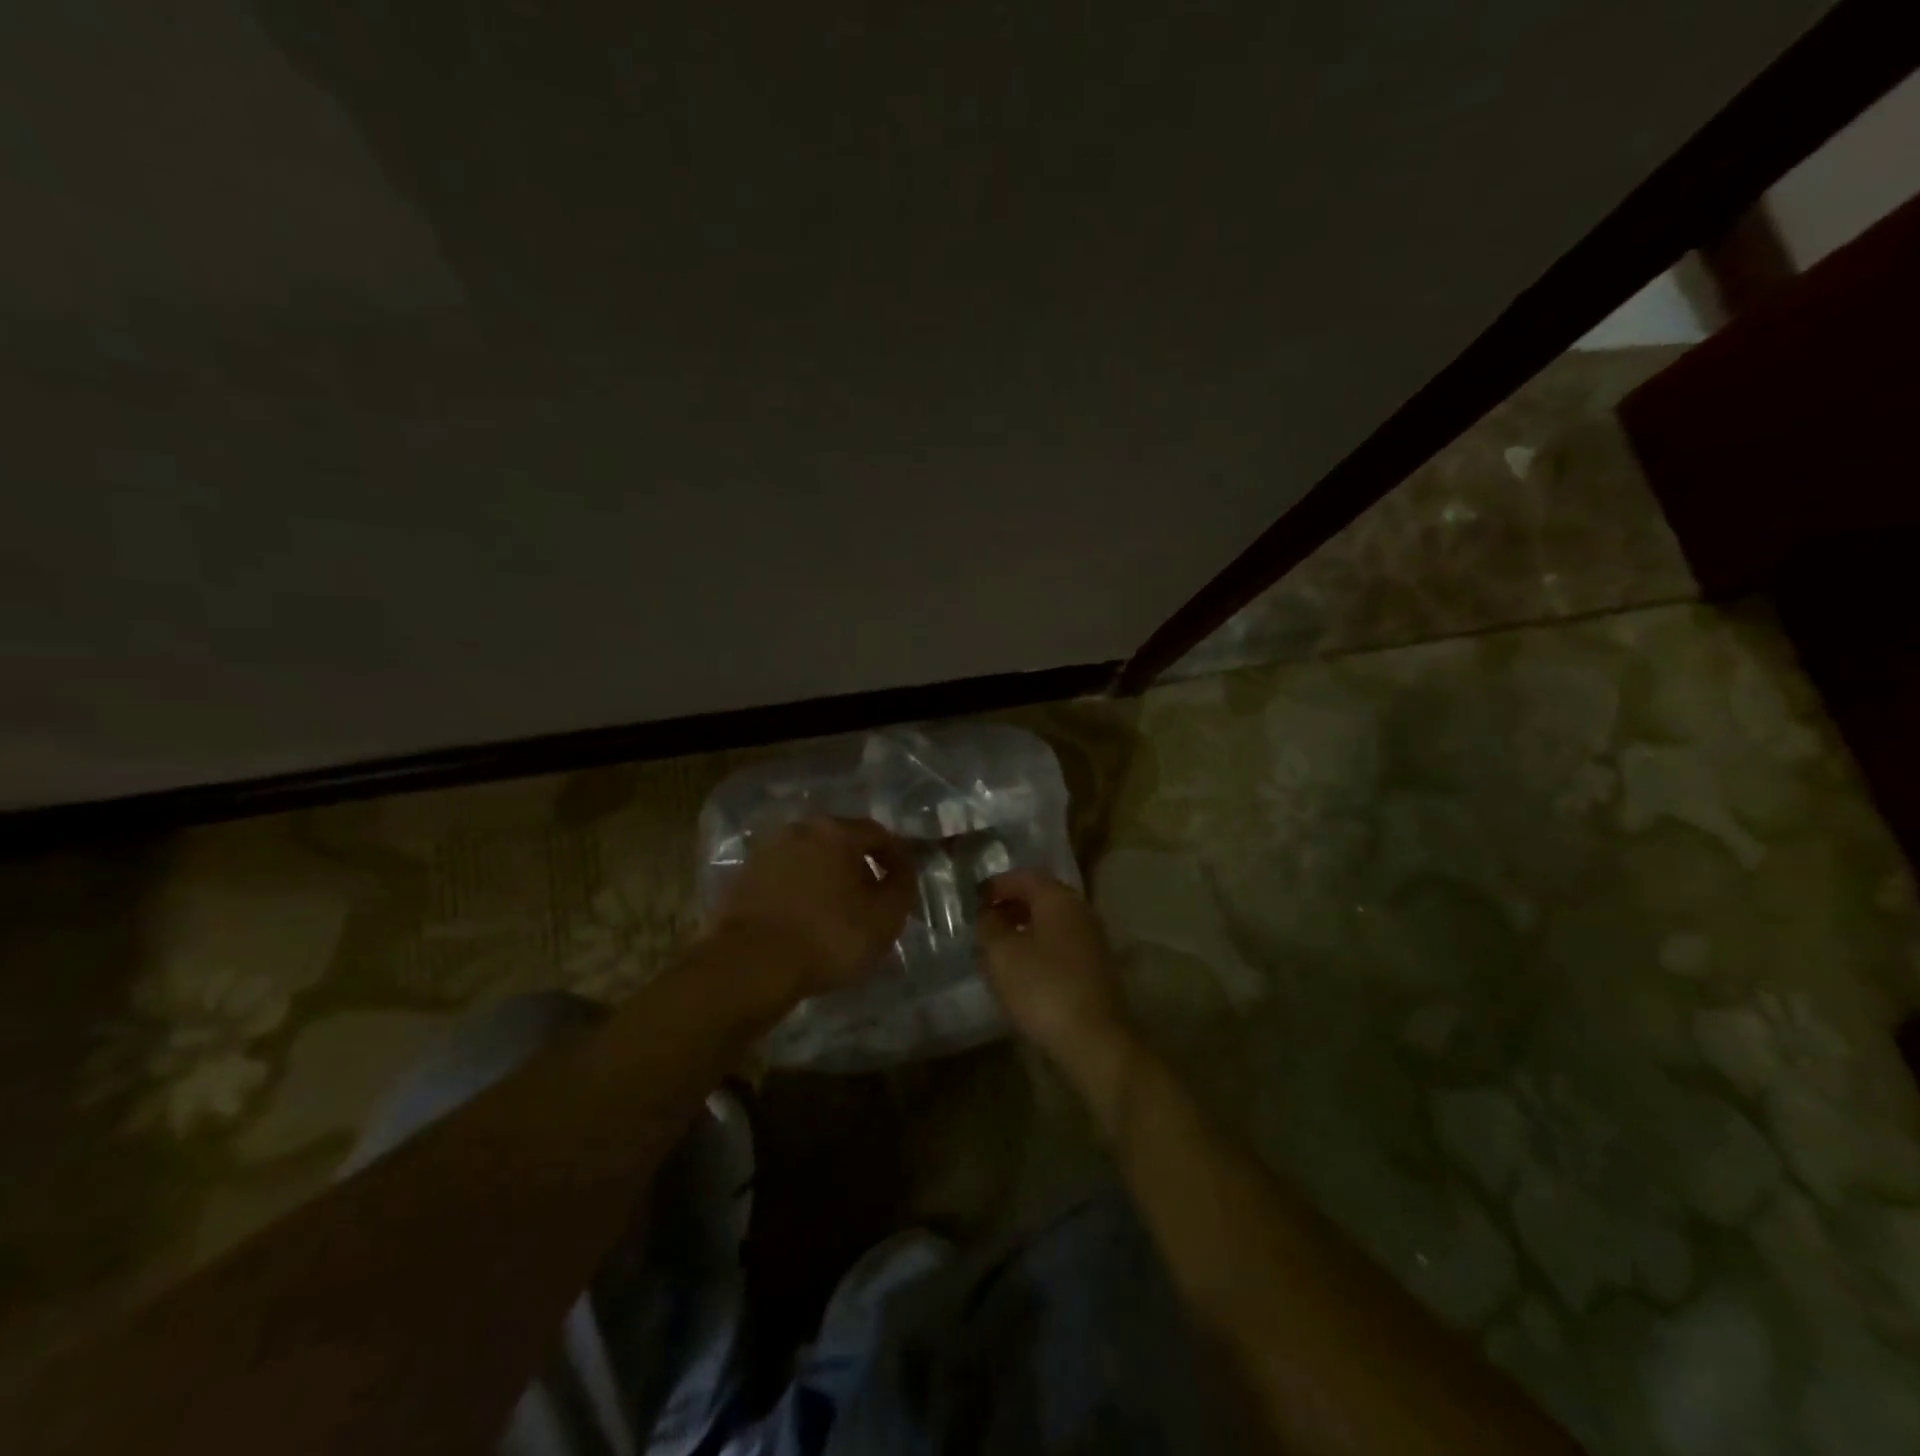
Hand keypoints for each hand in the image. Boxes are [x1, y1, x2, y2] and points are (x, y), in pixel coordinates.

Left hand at [708, 817, 915, 999]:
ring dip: (827, 878)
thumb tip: (903, 868)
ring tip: (836, 912)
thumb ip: (902, 886)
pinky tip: (804, 920)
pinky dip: (799, 892)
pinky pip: (784, 878)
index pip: (878, 834)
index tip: (904, 881)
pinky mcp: (743, 878)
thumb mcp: (884, 918)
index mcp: (836, 832)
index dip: (897, 856)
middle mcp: (799, 830)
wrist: (749, 964)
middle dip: (859, 866)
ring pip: (809, 859)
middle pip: (840, 842)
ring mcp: (766, 852)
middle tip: (871, 898)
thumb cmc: (827, 937)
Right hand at [976, 869, 1131, 1082]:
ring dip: (1023, 929)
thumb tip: (987, 914)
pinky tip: (1021, 971)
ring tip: (996, 949)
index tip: (973, 900)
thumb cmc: (1043, 988)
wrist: (1094, 1040)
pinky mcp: (1095, 969)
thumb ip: (988, 926)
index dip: (997, 885)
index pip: (1025, 876)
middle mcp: (1080, 912)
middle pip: (1040, 897)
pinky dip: (1038, 949)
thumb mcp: (1001, 954)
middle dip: (1010, 906)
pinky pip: (1060, 946)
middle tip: (983, 923)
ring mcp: (1092, 941)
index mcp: (1059, 899)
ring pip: (1051, 923)